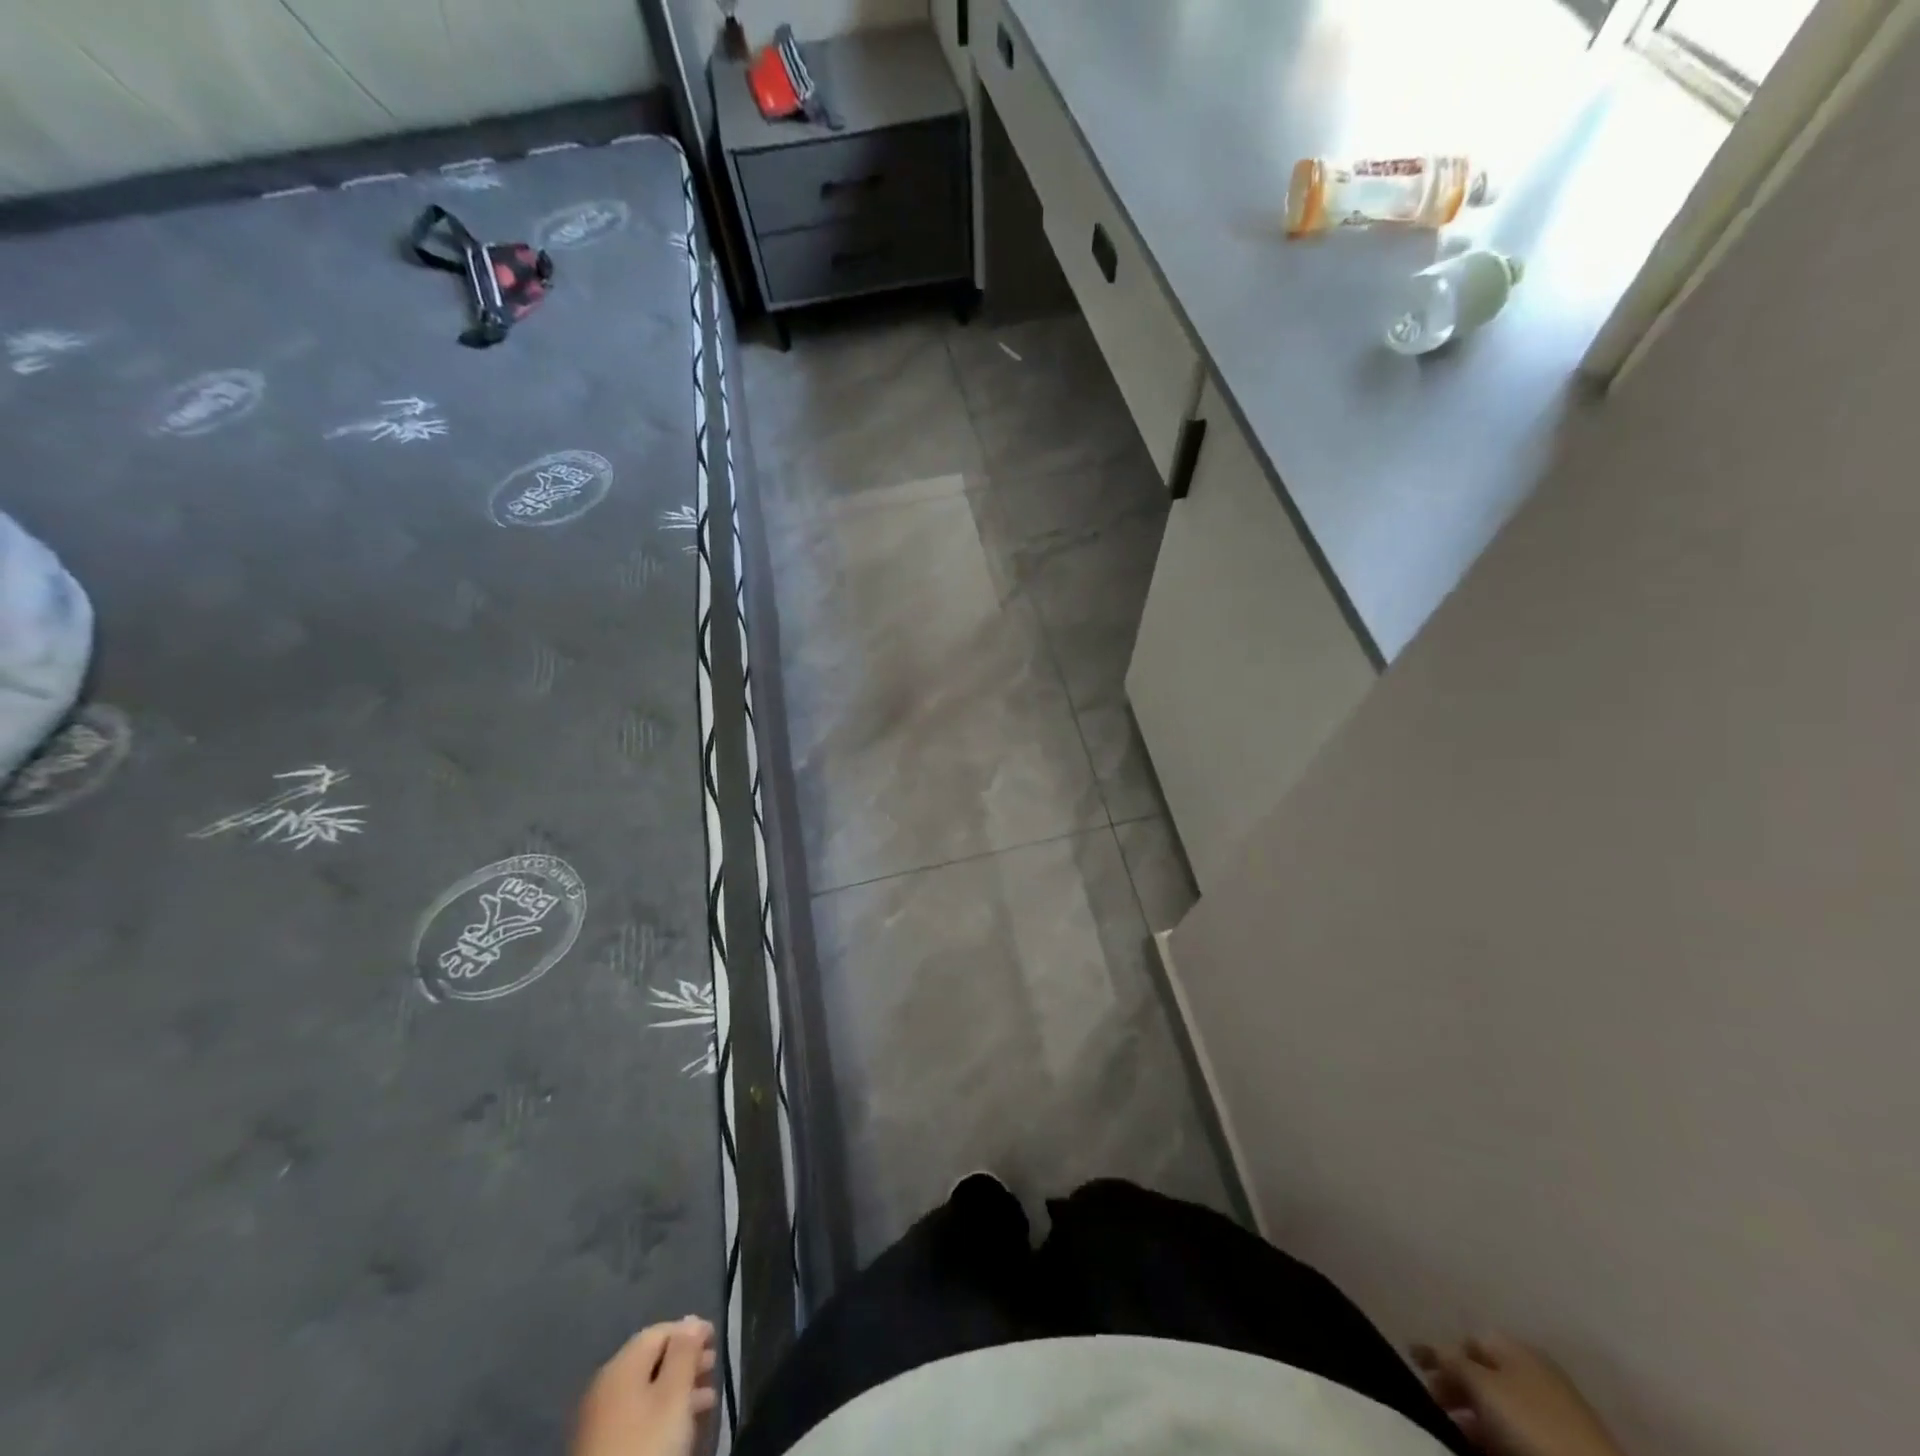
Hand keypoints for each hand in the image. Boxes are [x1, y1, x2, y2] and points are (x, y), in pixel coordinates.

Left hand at [572, 1318, 718, 1455]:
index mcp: (620, 1365)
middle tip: (713, 1367)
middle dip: (685, 1360)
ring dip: (678, 1387)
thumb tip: (691, 1319)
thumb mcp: (674, 1395)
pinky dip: (662, 1410)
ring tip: (707, 1398)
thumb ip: (685, 1352)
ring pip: (646, 1390)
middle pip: (651, 1360)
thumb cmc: (646, 1444)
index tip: (716, 1339)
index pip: (659, 1331)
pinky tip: (681, 1423)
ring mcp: (599, 1419)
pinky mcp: (601, 1446)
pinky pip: (637, 1414)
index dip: (690, 1330)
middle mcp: (605, 1385)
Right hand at [1411, 1335, 1625, 1455]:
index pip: (1468, 1341)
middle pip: (1483, 1374)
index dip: (1441, 1353)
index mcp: (1516, 1348)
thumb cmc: (1531, 1423)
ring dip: (1474, 1418)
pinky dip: (1496, 1436)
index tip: (1417, 1370)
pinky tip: (1483, 1447)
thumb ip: (1451, 1362)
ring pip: (1501, 1407)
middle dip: (1456, 1388)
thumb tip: (1428, 1347)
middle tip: (1433, 1406)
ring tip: (1454, 1434)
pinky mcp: (1564, 1445)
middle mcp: (1534, 1372)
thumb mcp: (1481, 1385)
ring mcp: (1553, 1411)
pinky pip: (1517, 1432)